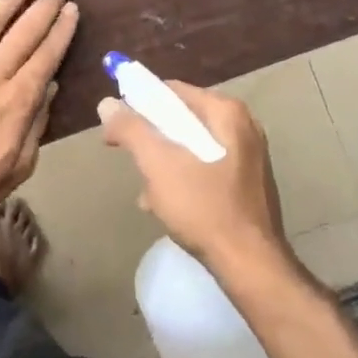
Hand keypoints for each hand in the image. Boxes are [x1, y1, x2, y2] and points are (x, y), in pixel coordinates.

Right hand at [98, 82, 289, 274]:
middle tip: (131, 160)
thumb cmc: (204, 208)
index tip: (116, 127)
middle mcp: (242, 127)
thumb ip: (131, 129)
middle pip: (181, 120)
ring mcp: (248, 157)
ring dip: (164, 164)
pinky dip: (183, 180)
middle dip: (151, 139)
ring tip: (148, 191)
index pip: (171, 92)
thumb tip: (107, 104)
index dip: (138, 104)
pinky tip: (167, 205)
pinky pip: (205, 169)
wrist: (250, 265)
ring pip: (191, 147)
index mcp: (226, 113)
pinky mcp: (247, 184)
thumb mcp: (158, 165)